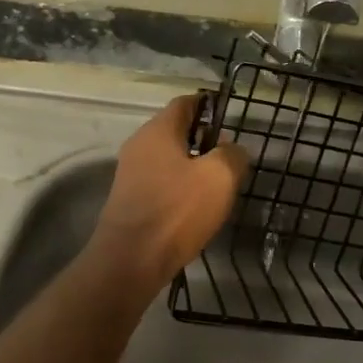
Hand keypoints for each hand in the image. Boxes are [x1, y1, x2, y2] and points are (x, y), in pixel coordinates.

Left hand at [87, 95, 249, 290]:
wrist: (131, 260)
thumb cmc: (177, 211)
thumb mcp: (219, 177)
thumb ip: (232, 155)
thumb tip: (232, 149)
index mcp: (158, 130)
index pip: (185, 103)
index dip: (209, 106)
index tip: (230, 119)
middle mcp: (139, 145)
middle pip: (175, 131)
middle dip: (203, 140)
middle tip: (229, 158)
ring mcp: (130, 173)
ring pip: (168, 159)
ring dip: (192, 166)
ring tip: (217, 185)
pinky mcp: (129, 200)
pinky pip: (160, 182)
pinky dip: (179, 187)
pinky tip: (195, 207)